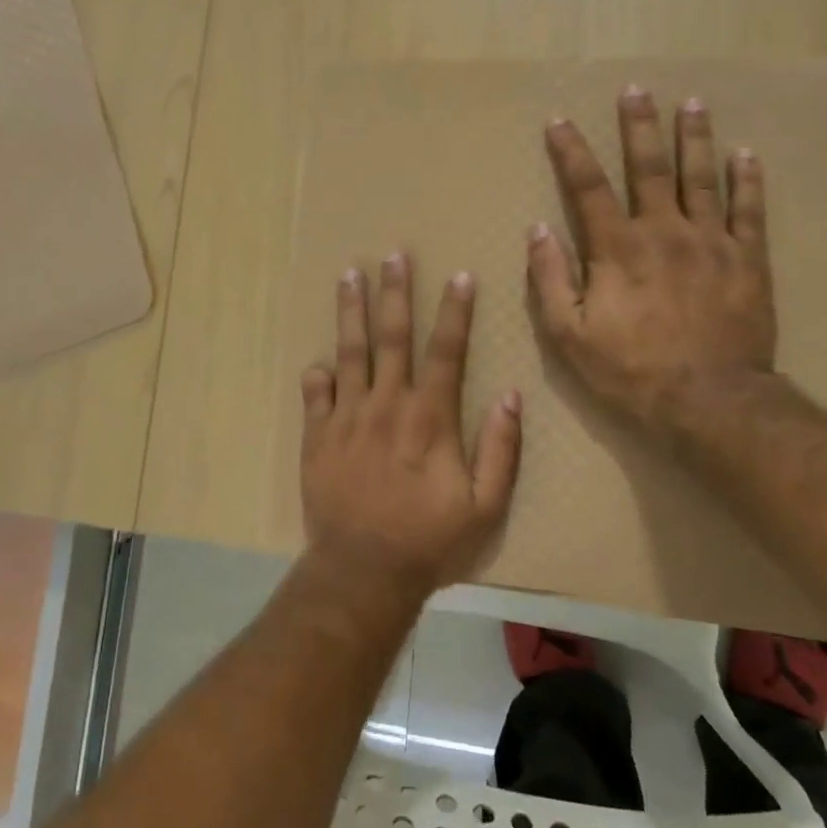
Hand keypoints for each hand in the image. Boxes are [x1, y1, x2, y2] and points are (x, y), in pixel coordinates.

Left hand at [300, 253, 522, 602]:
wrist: (362, 571)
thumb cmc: (429, 541)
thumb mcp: (485, 506)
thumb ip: (501, 449)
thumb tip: (511, 396)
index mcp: (429, 417)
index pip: (446, 350)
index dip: (456, 311)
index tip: (460, 276)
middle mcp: (387, 404)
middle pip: (392, 336)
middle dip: (395, 293)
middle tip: (392, 256)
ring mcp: (347, 417)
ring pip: (350, 351)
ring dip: (351, 312)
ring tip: (348, 275)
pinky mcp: (318, 435)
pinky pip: (315, 393)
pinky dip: (318, 375)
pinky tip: (320, 361)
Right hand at [528, 88, 778, 439]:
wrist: (710, 402)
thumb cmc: (631, 370)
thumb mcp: (569, 334)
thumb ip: (550, 279)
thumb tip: (538, 229)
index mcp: (616, 248)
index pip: (587, 187)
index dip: (571, 151)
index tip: (559, 122)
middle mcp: (663, 231)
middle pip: (649, 167)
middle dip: (639, 127)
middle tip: (636, 90)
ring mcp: (711, 242)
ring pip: (702, 177)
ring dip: (695, 138)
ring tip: (692, 104)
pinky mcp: (748, 260)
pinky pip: (750, 211)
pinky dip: (748, 180)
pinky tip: (746, 154)